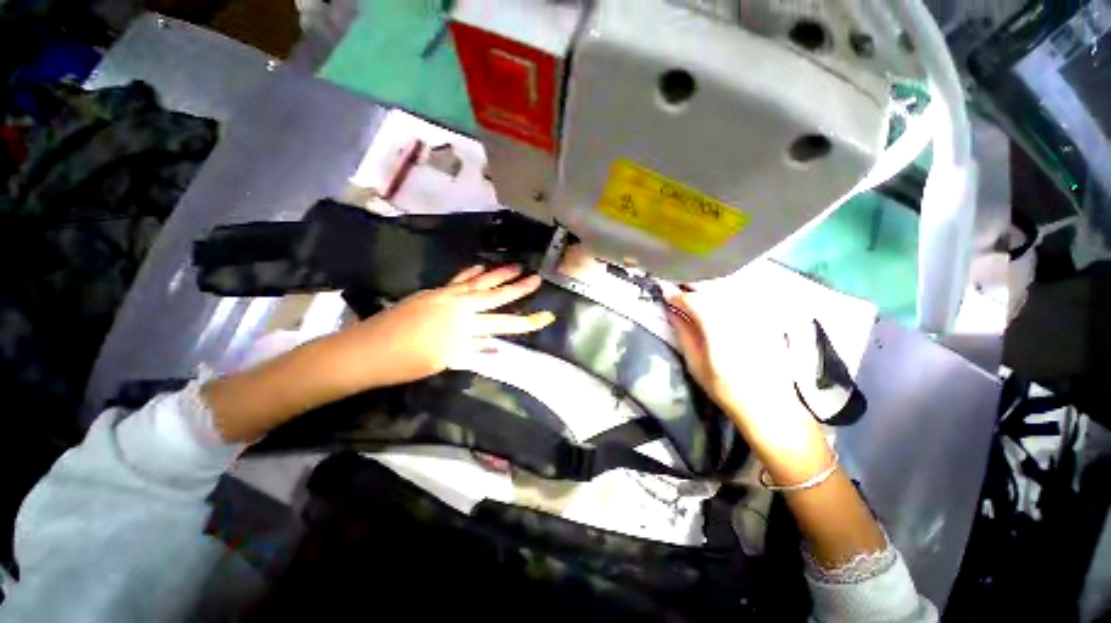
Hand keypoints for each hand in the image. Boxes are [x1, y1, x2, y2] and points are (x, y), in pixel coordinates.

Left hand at [334, 265, 554, 388]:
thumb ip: (472, 350)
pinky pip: (457, 280)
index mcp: (466, 328)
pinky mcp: (434, 292)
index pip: (505, 324)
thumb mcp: (445, 360)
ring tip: (515, 266)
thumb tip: (495, 345)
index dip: (528, 322)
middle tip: (536, 278)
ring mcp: (446, 296)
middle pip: (496, 297)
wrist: (368, 350)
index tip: (547, 316)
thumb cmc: (408, 363)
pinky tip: (480, 266)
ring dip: (498, 275)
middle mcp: (460, 308)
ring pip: (479, 283)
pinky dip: (470, 273)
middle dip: (518, 288)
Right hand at [666, 291, 799, 421]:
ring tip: (697, 299)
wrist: (768, 403)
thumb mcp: (695, 362)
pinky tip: (721, 305)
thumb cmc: (725, 387)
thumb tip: (672, 311)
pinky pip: (743, 296)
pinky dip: (727, 295)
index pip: (690, 298)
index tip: (666, 297)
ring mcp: (755, 312)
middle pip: (709, 288)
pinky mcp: (766, 316)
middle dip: (690, 289)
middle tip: (678, 296)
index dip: (675, 296)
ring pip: (726, 288)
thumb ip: (683, 332)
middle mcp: (737, 312)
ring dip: (708, 289)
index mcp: (716, 324)